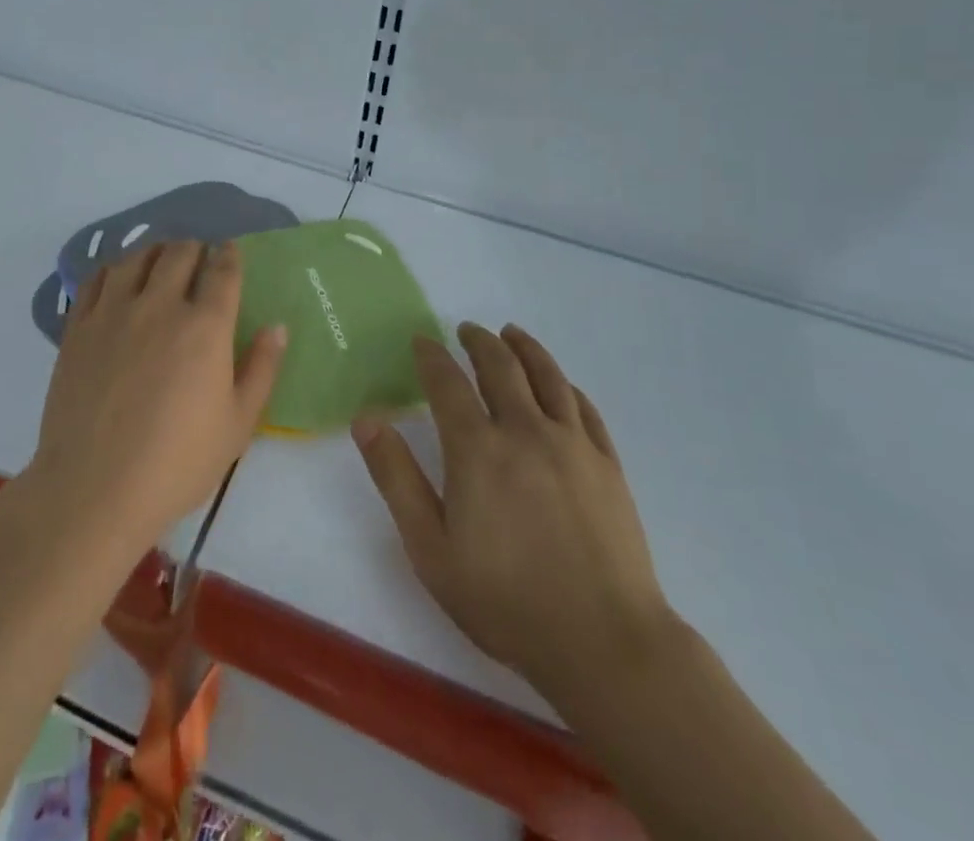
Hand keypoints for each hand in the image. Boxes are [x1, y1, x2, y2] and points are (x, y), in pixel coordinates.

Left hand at [23, 241, 285, 559]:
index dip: (230, 255)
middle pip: (179, 253)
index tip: (230, 252)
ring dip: (156, 251)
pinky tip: (119, 278)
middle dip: (195, 248)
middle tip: (198, 259)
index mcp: (205, 326)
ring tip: (160, 261)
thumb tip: (277, 326)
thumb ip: (262, 369)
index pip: (222, 271)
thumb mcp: (238, 424)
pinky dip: (114, 268)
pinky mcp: (79, 326)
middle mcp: (160, 305)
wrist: (95, 488)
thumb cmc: (177, 462)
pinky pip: (96, 278)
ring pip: (137, 257)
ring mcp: (114, 312)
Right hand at [353, 323, 674, 716]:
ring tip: (511, 333)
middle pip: (501, 366)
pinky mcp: (608, 465)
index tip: (422, 341)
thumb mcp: (430, 548)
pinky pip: (585, 407)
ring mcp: (573, 445)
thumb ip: (396, 477)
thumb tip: (366, 419)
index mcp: (477, 448)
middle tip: (467, 330)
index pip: (448, 383)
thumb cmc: (505, 600)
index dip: (432, 356)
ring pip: (547, 376)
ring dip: (525, 348)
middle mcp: (525, 431)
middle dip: (479, 342)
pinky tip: (560, 383)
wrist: (605, 644)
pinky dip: (566, 384)